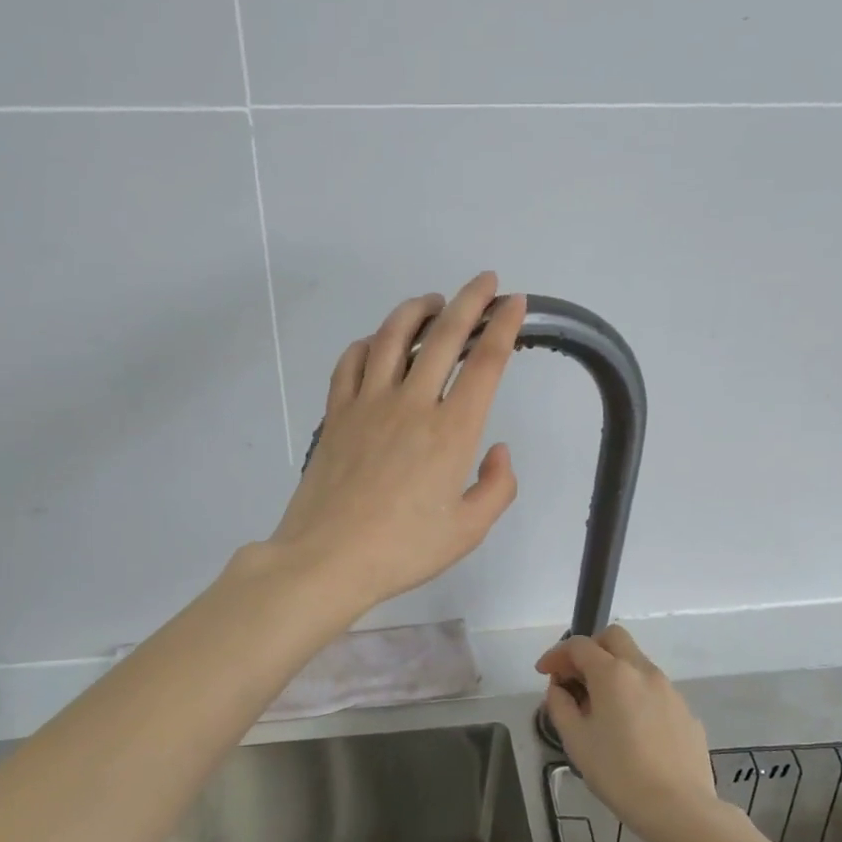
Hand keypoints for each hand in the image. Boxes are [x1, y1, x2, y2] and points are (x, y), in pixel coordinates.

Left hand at [267, 272, 526, 616]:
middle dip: (469, 301)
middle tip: (483, 281)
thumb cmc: (403, 551)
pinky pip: (350, 362)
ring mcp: (368, 404)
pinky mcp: (336, 414)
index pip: (485, 363)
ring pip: (392, 337)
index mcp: (452, 431)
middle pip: (443, 336)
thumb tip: (499, 450)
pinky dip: (367, 343)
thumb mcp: (468, 530)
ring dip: (416, 310)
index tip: (514, 303)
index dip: (503, 326)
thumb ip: (497, 487)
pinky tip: (375, 343)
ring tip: (432, 301)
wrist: (327, 560)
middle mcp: (411, 404)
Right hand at [536, 627, 719, 841]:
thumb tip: (559, 689)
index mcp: (613, 673)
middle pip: (613, 638)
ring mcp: (669, 689)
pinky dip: (635, 694)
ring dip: (613, 672)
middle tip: (574, 677)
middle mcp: (643, 671)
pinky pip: (654, 690)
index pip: (579, 645)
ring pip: (636, 663)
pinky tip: (630, 729)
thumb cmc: (618, 773)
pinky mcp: (686, 711)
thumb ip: (560, 706)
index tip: (544, 673)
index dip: (556, 654)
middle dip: (590, 649)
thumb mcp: (576, 741)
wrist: (680, 808)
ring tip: (600, 708)